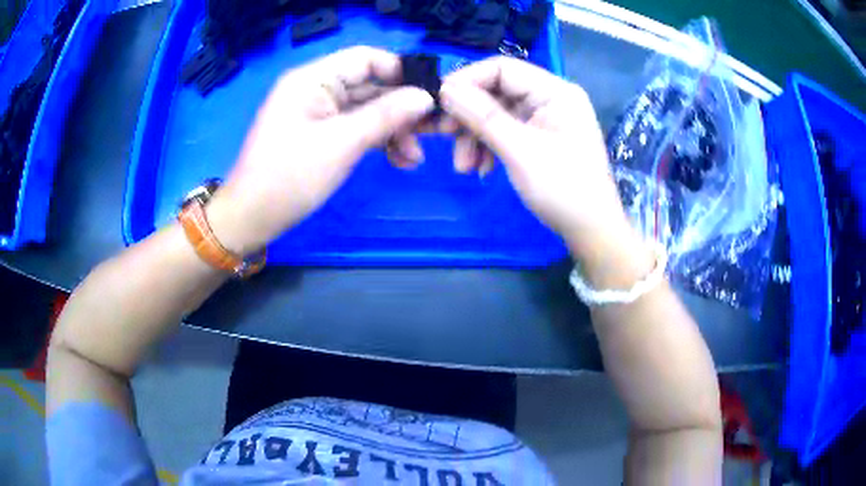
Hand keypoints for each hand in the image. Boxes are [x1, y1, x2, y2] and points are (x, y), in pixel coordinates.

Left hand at [207, 47, 434, 254]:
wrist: (251, 219)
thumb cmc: (288, 178)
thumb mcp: (341, 143)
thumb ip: (386, 116)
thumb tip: (426, 97)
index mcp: (313, 79)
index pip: (366, 58)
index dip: (400, 72)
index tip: (431, 95)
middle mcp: (316, 89)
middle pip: (370, 86)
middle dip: (402, 108)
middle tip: (433, 132)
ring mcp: (319, 113)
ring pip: (367, 110)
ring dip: (393, 130)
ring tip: (414, 158)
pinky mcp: (321, 134)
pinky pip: (357, 128)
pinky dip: (378, 141)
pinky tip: (399, 160)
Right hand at [439, 57, 637, 258]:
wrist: (592, 232)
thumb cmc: (564, 190)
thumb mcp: (521, 151)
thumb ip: (483, 116)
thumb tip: (445, 88)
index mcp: (555, 91)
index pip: (502, 68)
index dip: (467, 80)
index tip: (438, 102)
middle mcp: (550, 98)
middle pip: (497, 92)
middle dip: (469, 117)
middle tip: (444, 138)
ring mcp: (545, 118)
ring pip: (496, 114)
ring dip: (475, 137)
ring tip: (464, 167)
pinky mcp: (540, 137)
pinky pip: (505, 131)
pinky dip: (489, 147)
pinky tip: (481, 170)